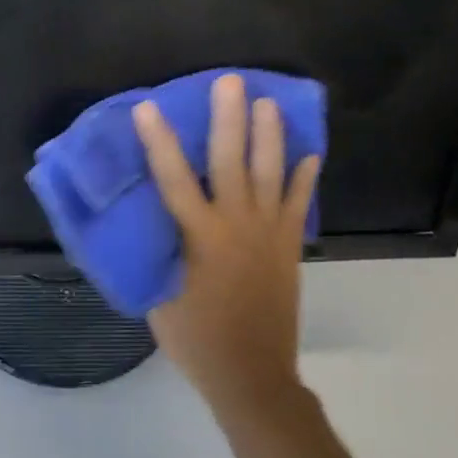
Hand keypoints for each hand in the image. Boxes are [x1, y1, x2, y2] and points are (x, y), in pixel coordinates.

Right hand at [133, 73, 320, 417]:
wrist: (252, 376)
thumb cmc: (197, 340)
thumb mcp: (157, 297)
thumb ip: (154, 253)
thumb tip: (146, 222)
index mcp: (199, 236)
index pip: (173, 179)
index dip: (159, 141)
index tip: (148, 107)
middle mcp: (236, 224)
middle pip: (231, 161)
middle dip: (229, 118)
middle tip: (230, 81)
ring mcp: (269, 233)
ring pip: (270, 174)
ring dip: (269, 135)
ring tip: (268, 102)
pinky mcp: (289, 246)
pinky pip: (299, 204)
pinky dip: (305, 178)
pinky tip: (310, 153)